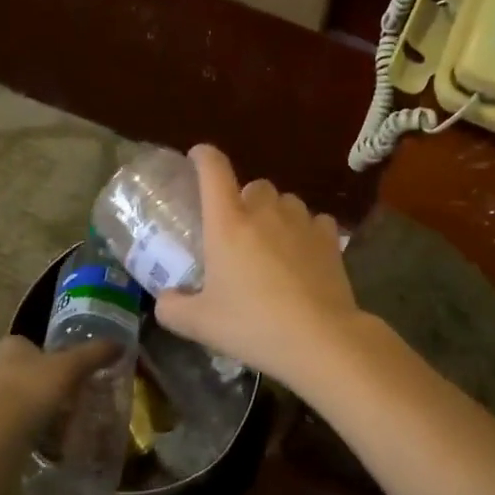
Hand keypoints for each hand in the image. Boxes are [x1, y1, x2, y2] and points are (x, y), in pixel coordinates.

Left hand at [0, 335, 121, 443]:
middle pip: (27, 372)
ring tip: (59, 426)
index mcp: (9, 344)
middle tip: (71, 400)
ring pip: (16, 399)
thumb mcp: (71, 368)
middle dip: (47, 385)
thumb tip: (121, 343)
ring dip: (35, 410)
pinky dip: (23, 431)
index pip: (35, 344)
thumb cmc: (29, 392)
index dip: (56, 357)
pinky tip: (39, 443)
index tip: (74, 374)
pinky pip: (6, 425)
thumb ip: (95, 353)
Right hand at [154, 145, 365, 388]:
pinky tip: (304, 255)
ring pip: (286, 201)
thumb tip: (165, 299)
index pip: (213, 170)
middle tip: (238, 231)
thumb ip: (173, 308)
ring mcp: (301, 221)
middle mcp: (265, 211)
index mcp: (228, 223)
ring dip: (276, 214)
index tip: (197, 156)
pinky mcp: (329, 237)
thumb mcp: (200, 324)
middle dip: (244, 200)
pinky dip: (306, 232)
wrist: (319, 338)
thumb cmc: (253, 325)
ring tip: (272, 245)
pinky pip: (314, 221)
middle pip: (254, 186)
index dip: (203, 156)